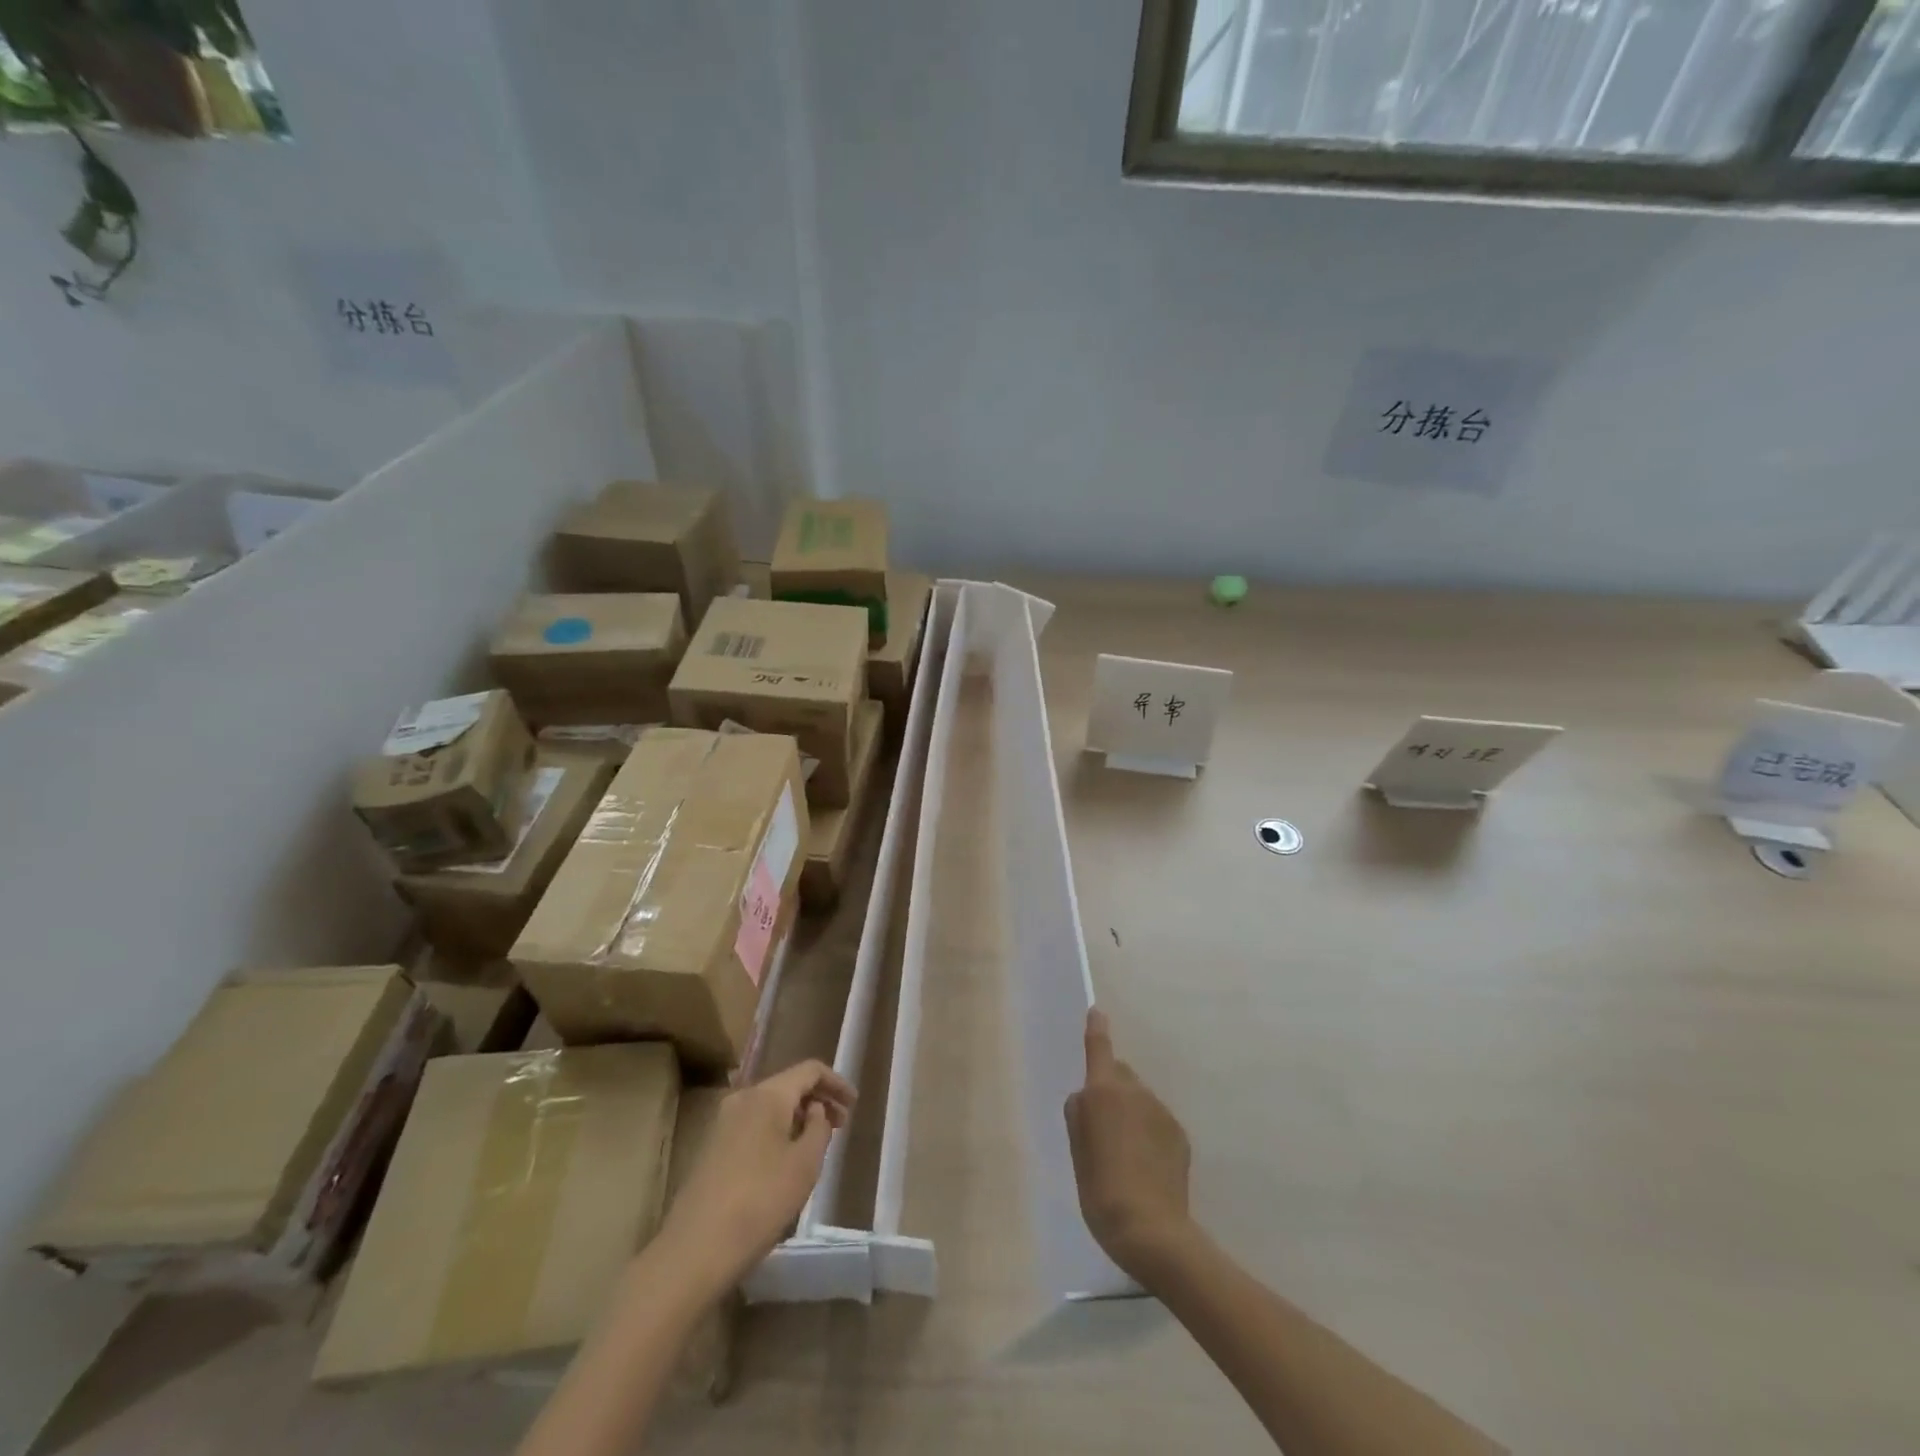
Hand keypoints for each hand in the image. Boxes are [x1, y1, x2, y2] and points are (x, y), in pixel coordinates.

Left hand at [655, 1060, 855, 1291]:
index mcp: (767, 1094)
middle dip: (818, 1100)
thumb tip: (814, 1109)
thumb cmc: (760, 1201)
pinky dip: (777, 1131)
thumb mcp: (805, 1164)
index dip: (836, 1082)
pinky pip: (754, 1125)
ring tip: (817, 1144)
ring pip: (770, 1106)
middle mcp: (742, 1098)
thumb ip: (818, 1127)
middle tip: (841, 1125)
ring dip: (797, 1117)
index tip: (855, 1105)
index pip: (809, 1070)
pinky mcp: (712, 1148)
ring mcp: (722, 1123)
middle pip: (788, 1085)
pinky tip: (786, 1160)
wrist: (694, 1250)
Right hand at [1065, 1008, 1194, 1283]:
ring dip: (1130, 1112)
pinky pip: (1156, 1120)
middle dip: (1110, 1088)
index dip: (1096, 1030)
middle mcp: (1135, 1092)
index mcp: (1104, 1092)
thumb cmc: (1101, 1188)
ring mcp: (1161, 1112)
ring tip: (1123, 1154)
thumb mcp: (1077, 1152)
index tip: (1097, 1012)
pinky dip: (1147, 1132)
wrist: (1152, 1230)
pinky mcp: (1179, 1134)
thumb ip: (1079, 1115)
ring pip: (1139, 1099)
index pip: (1099, 1049)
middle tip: (1101, 1126)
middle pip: (1119, 1075)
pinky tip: (1144, 1165)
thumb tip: (1087, 1096)